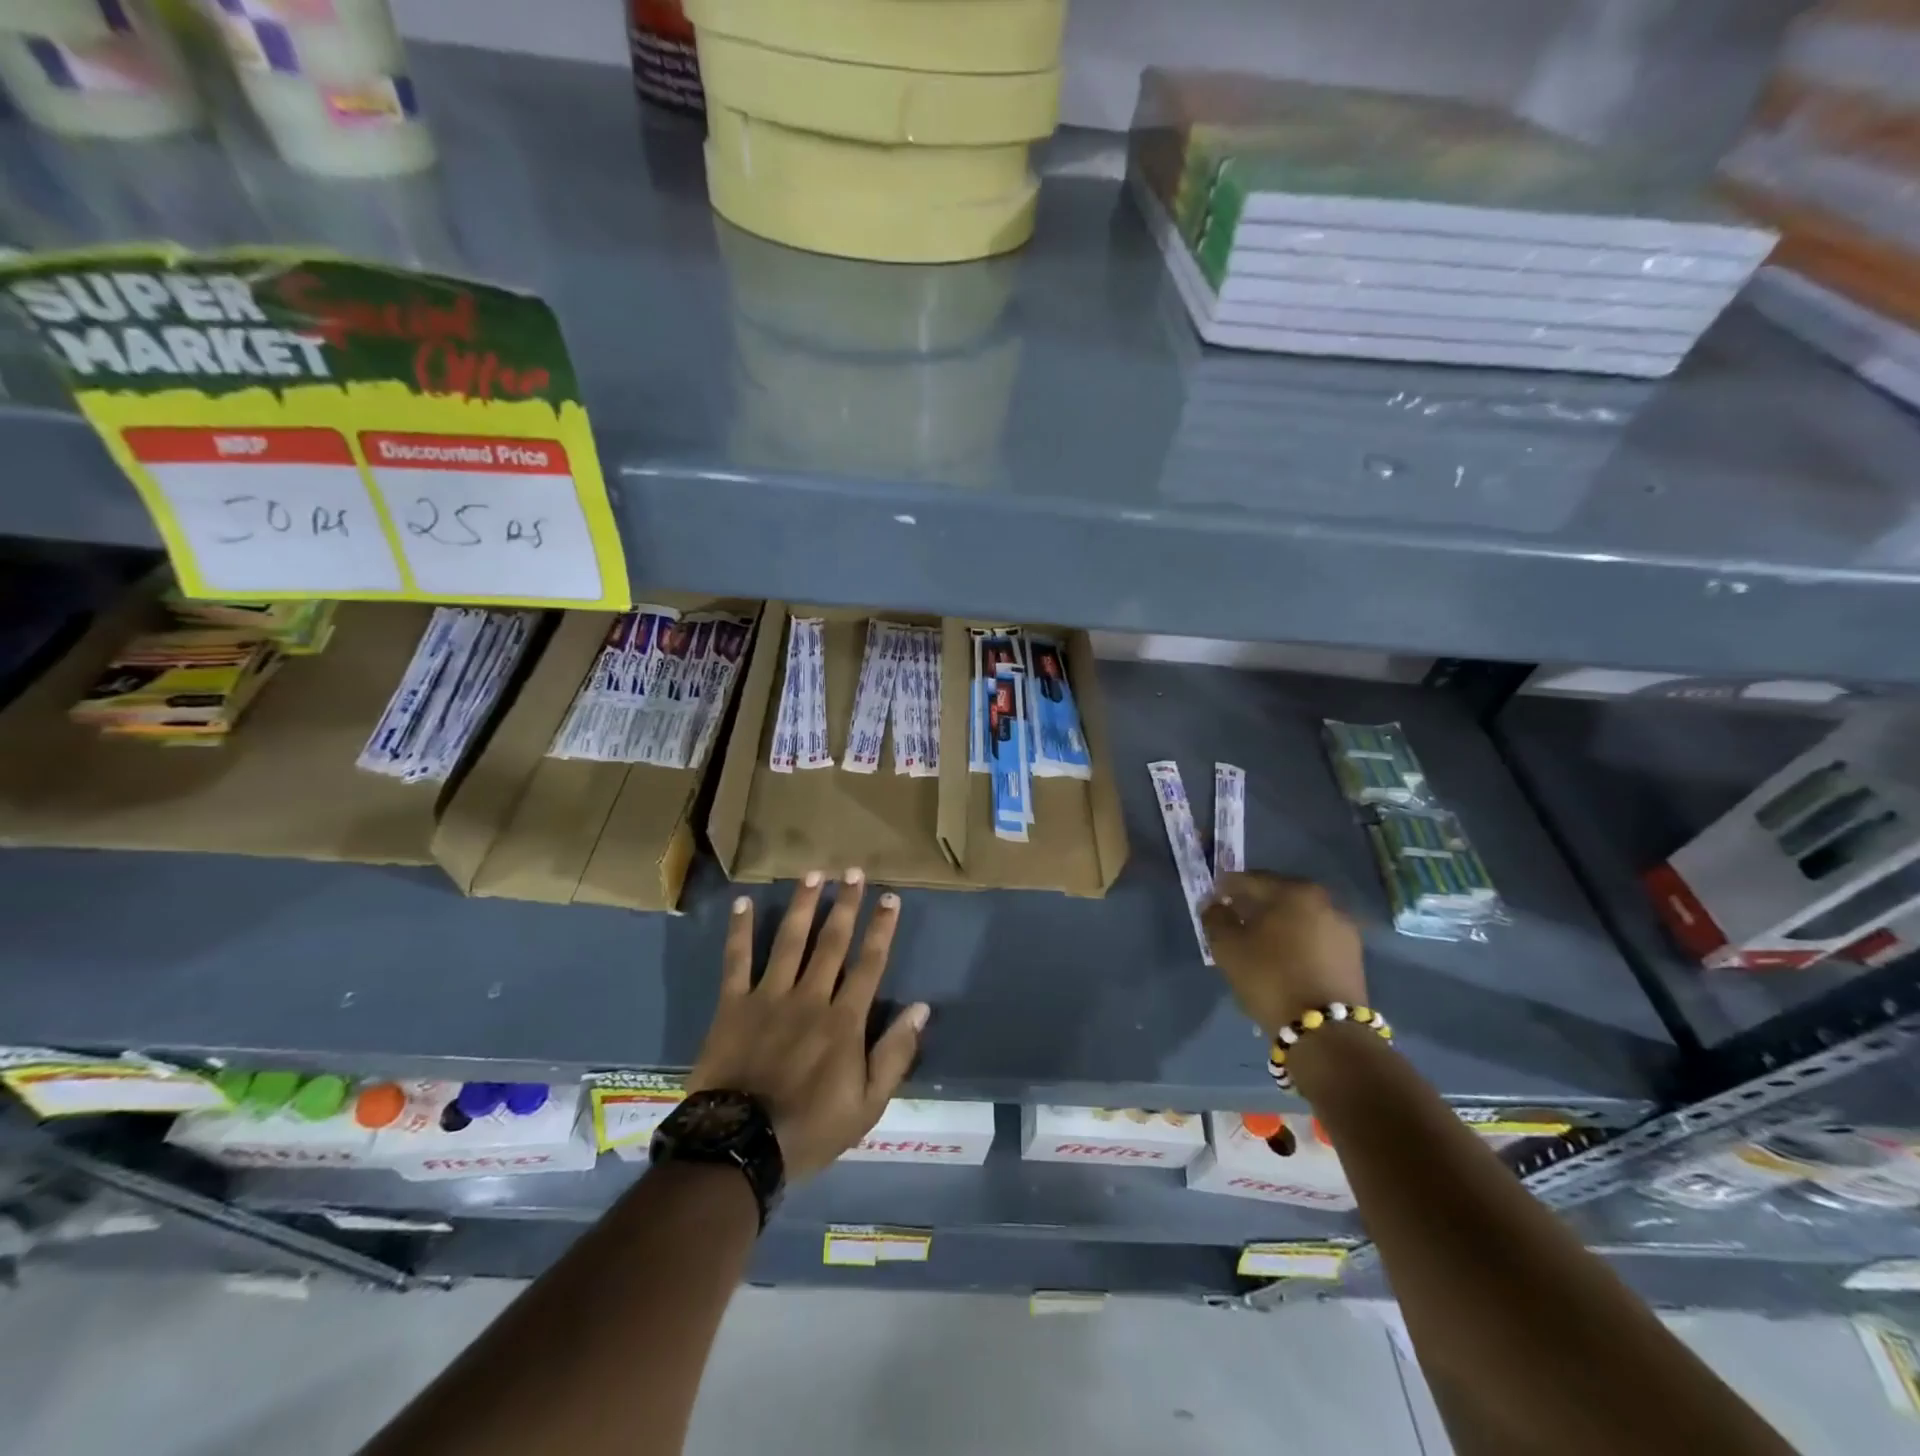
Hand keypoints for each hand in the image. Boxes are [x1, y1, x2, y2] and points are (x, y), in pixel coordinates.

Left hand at [688, 871, 929, 1181]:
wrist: (740, 1147)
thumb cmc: (810, 1129)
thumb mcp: (867, 1105)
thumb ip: (895, 1054)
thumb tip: (920, 1008)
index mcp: (844, 1020)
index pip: (870, 963)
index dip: (882, 928)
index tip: (890, 898)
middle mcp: (810, 997)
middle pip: (832, 941)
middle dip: (846, 904)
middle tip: (854, 871)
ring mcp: (769, 996)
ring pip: (790, 940)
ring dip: (803, 904)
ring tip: (814, 874)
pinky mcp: (734, 1005)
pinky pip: (737, 961)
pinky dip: (740, 931)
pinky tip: (744, 902)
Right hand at [1200, 872, 1367, 1035]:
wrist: (1326, 1032)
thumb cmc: (1270, 977)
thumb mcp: (1227, 946)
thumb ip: (1215, 918)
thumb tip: (1215, 905)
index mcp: (1295, 891)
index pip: (1251, 879)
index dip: (1226, 887)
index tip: (1212, 899)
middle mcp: (1325, 902)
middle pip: (1279, 896)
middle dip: (1254, 905)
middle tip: (1233, 920)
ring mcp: (1344, 930)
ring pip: (1299, 918)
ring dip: (1277, 925)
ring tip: (1257, 943)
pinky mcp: (1353, 957)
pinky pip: (1314, 939)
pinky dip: (1296, 942)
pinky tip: (1281, 960)